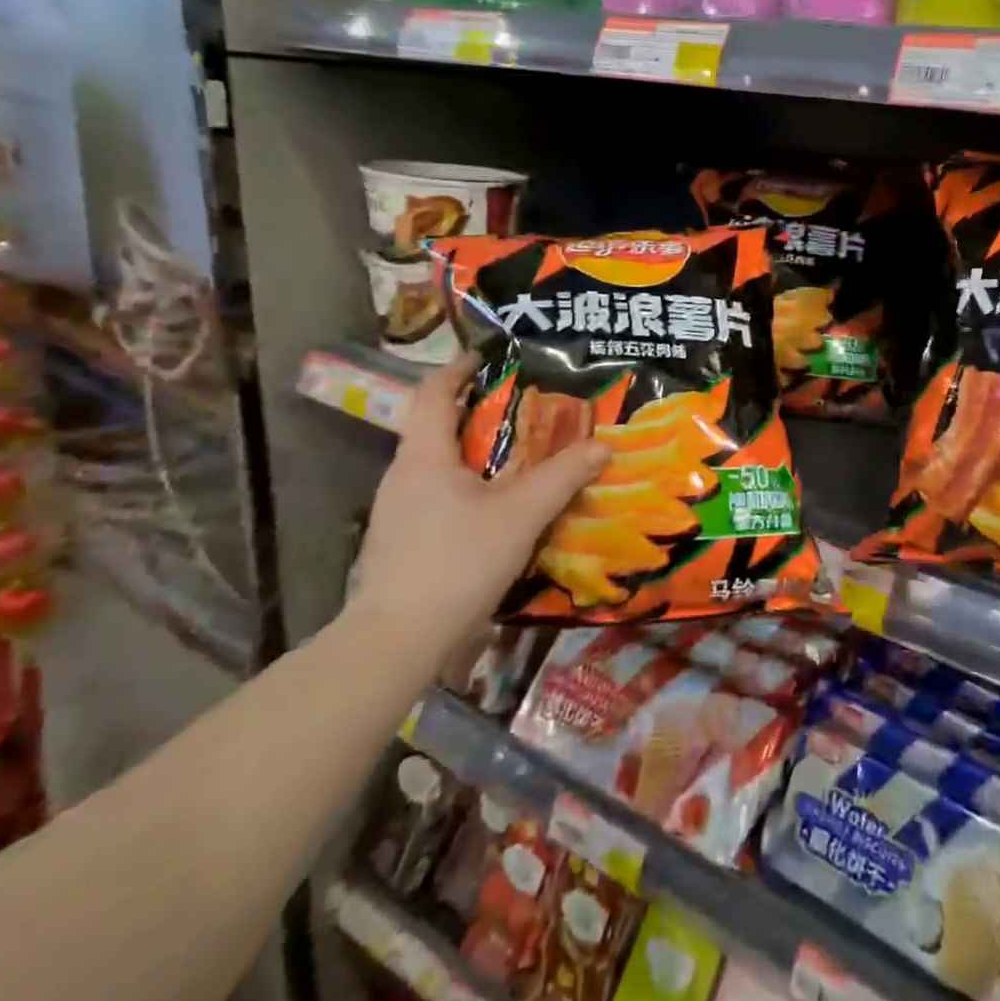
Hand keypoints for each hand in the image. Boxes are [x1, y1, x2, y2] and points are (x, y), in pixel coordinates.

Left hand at [343, 355, 607, 668]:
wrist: (396, 642)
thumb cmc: (457, 563)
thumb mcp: (521, 515)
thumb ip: (563, 476)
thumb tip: (603, 445)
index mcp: (424, 457)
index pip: (434, 394)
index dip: (459, 370)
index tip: (489, 358)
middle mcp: (403, 475)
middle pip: (438, 427)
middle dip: (479, 412)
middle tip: (526, 409)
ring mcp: (397, 511)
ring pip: (439, 464)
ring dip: (476, 452)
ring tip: (521, 456)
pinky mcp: (402, 541)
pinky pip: (438, 495)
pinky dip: (469, 485)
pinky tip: (498, 507)